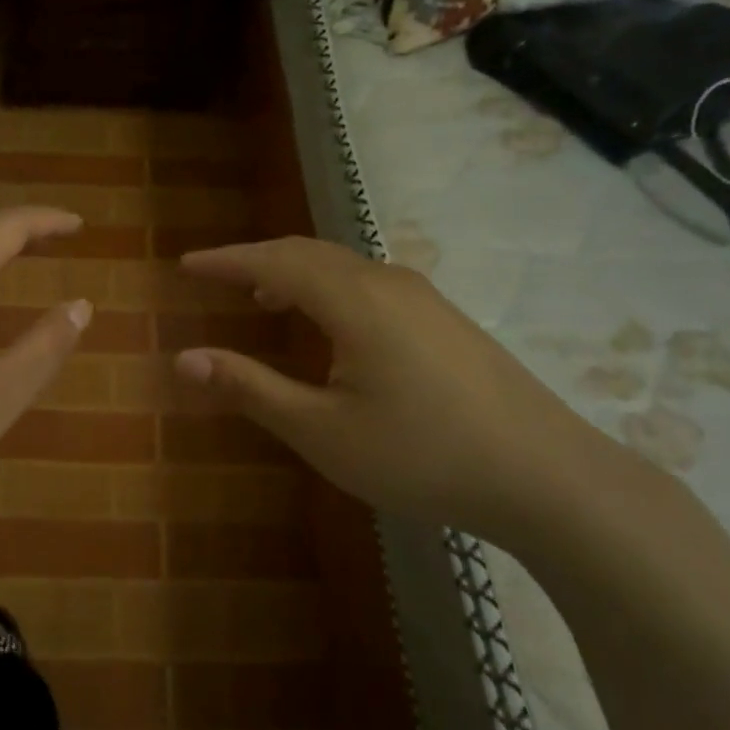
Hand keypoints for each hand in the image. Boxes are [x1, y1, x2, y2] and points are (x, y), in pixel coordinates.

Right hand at [174, 237, 650, 547]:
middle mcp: (387, 282)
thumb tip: (184, 359)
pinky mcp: (444, 320)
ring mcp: (423, 298)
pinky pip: (369, 284)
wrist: (545, 476)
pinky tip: (331, 325)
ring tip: (263, 298)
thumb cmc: (420, 454)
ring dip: (294, 273)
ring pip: (342, 267)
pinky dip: (329, 288)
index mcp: (354, 299)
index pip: (273, 262)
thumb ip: (250, 388)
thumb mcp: (321, 430)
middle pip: (308, 253)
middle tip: (215, 275)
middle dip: (256, 260)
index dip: (225, 261)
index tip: (185, 264)